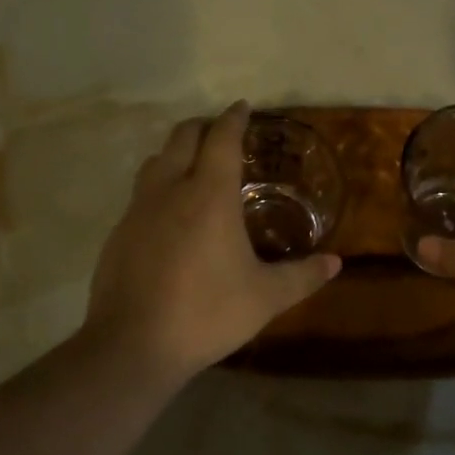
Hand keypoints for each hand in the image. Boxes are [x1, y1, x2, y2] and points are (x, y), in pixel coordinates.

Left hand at [86, 101, 340, 377]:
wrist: (132, 346)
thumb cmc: (206, 313)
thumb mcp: (265, 297)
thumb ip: (302, 276)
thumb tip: (336, 263)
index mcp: (209, 194)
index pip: (221, 138)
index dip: (233, 118)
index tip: (242, 107)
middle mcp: (170, 190)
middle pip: (182, 137)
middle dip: (203, 127)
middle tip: (221, 133)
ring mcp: (138, 210)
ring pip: (155, 161)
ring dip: (176, 153)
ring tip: (194, 168)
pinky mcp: (118, 233)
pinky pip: (140, 194)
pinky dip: (159, 187)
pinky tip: (170, 217)